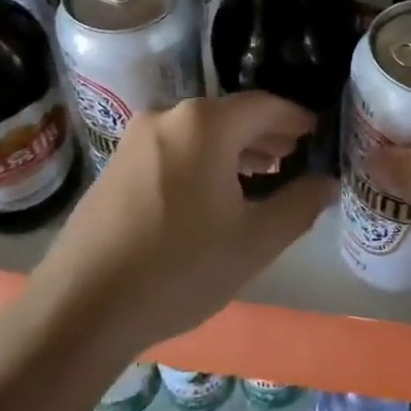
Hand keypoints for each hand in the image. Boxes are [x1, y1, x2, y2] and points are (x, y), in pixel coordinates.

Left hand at [34, 94, 334, 356]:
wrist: (82, 305)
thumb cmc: (180, 268)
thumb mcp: (254, 242)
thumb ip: (300, 205)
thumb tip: (327, 183)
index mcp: (205, 123)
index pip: (265, 106)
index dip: (296, 119)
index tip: (318, 134)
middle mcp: (169, 115)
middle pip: (231, 115)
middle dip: (266, 134)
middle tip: (295, 156)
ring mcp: (136, 137)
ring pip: (200, 132)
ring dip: (235, 148)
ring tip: (262, 174)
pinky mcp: (117, 162)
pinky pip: (174, 147)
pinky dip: (203, 159)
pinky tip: (213, 191)